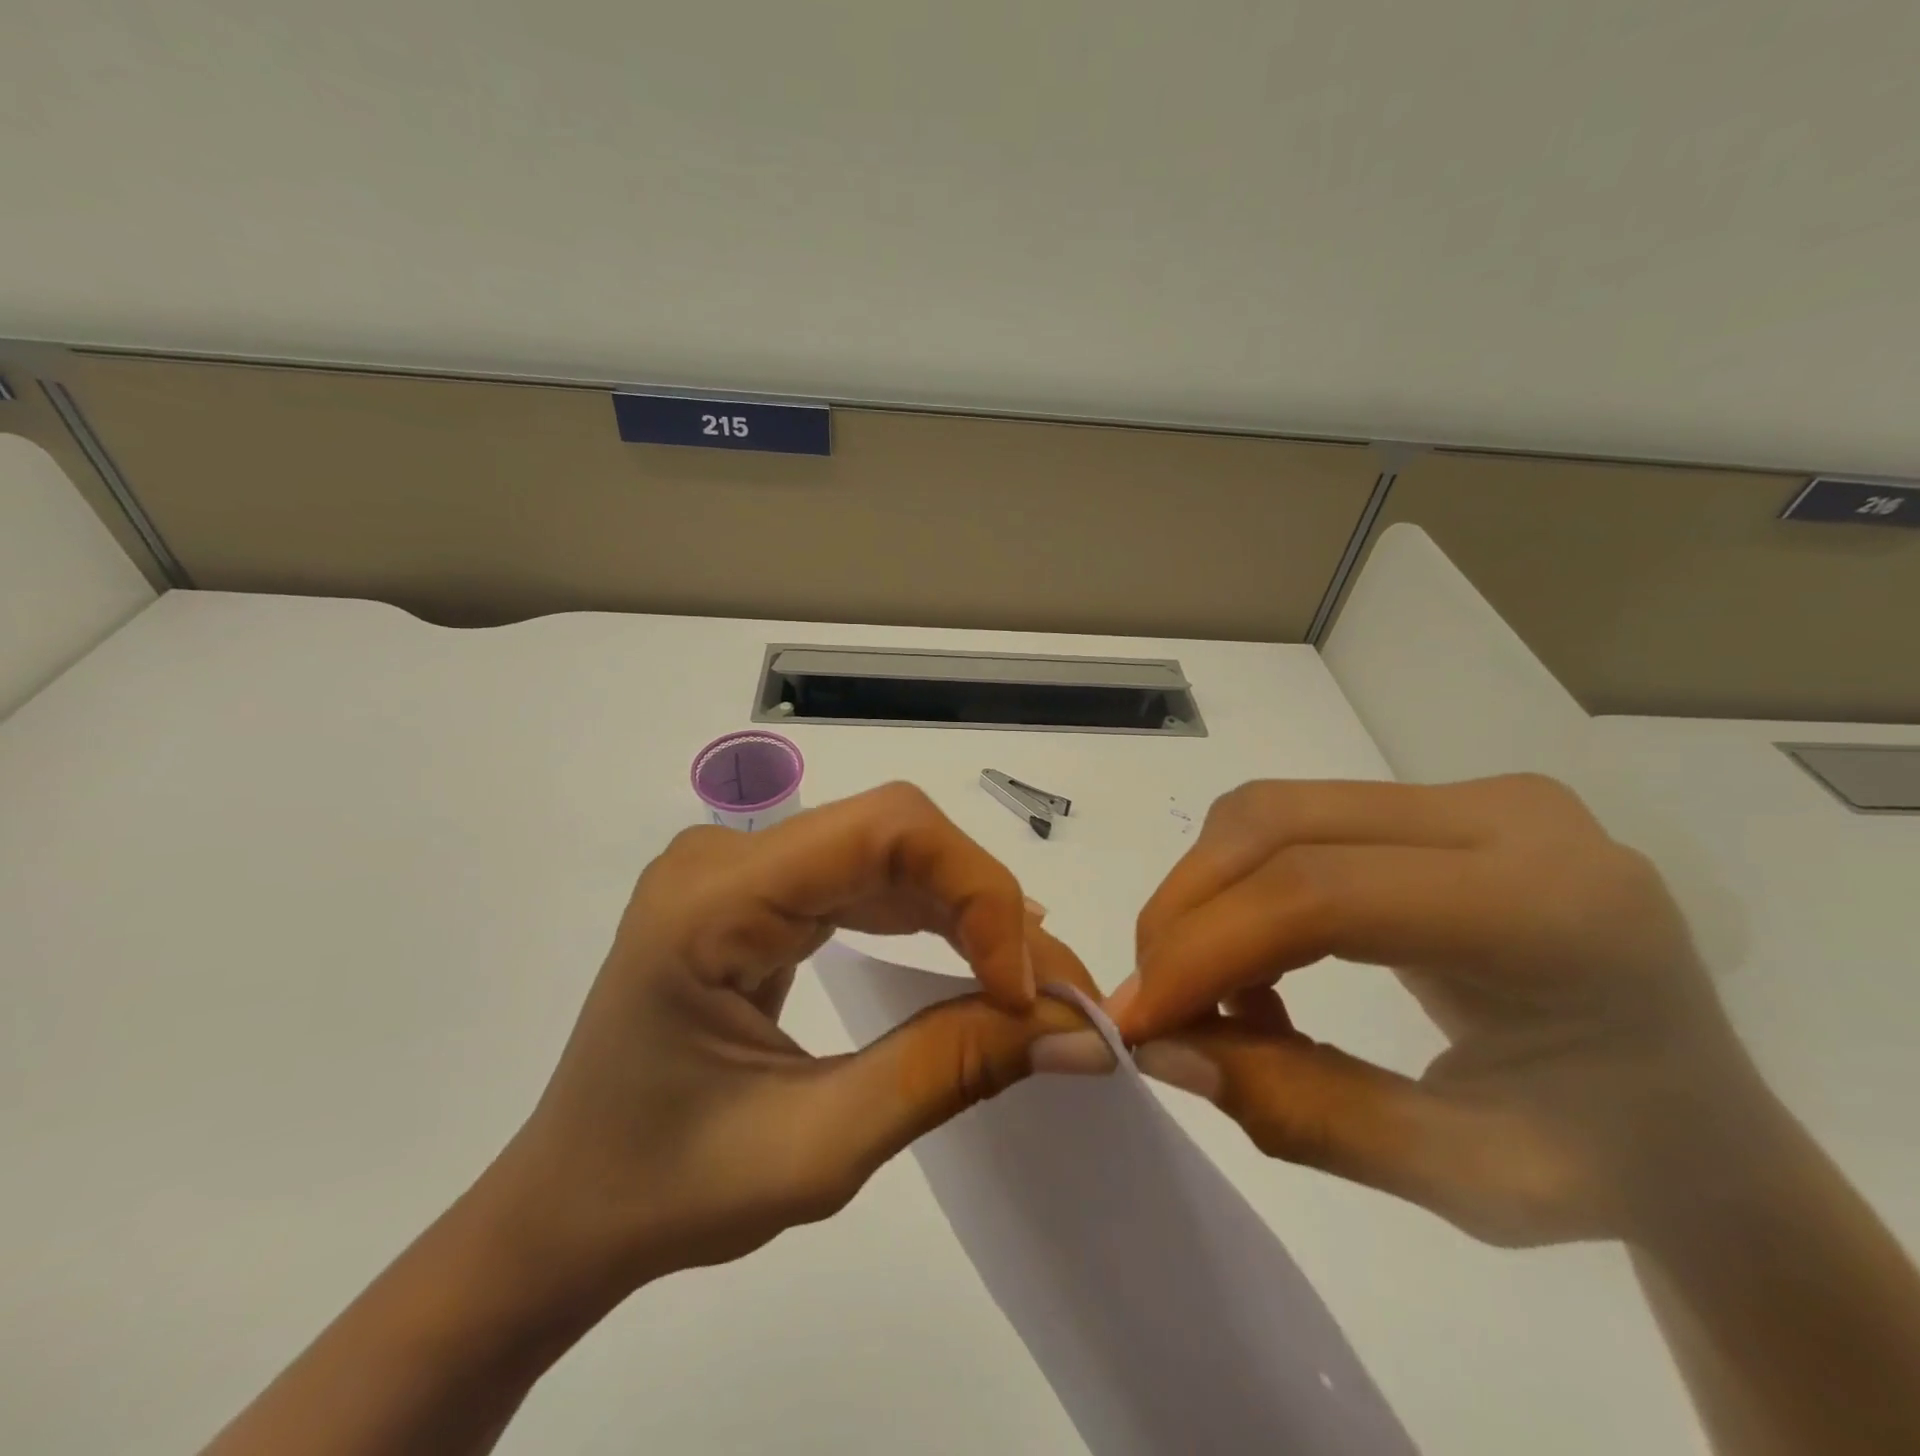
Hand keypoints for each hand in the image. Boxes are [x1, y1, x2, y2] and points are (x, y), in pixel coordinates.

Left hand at [488, 782, 1100, 1306]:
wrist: (567, 1207)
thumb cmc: (665, 1192)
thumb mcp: (817, 1148)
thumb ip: (951, 1071)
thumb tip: (1077, 1032)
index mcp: (713, 899)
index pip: (883, 831)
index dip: (976, 892)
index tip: (1027, 991)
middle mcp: (726, 856)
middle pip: (893, 833)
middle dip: (984, 905)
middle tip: (1052, 993)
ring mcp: (741, 868)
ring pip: (889, 850)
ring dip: (967, 910)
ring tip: (1026, 984)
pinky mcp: (760, 892)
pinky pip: (866, 879)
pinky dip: (930, 918)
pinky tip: (973, 960)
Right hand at [1109, 774, 1780, 1247]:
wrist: (1694, 1118)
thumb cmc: (1609, 1168)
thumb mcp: (1463, 1180)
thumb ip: (1304, 1113)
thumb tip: (1164, 1048)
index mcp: (1555, 911)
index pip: (1323, 894)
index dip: (1207, 949)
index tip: (1137, 1019)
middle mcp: (1510, 816)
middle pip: (1279, 824)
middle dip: (1187, 911)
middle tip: (1152, 998)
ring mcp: (1472, 795)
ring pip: (1272, 811)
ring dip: (1206, 893)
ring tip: (1210, 988)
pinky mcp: (1436, 803)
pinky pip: (1295, 821)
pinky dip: (1240, 885)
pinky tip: (1257, 959)